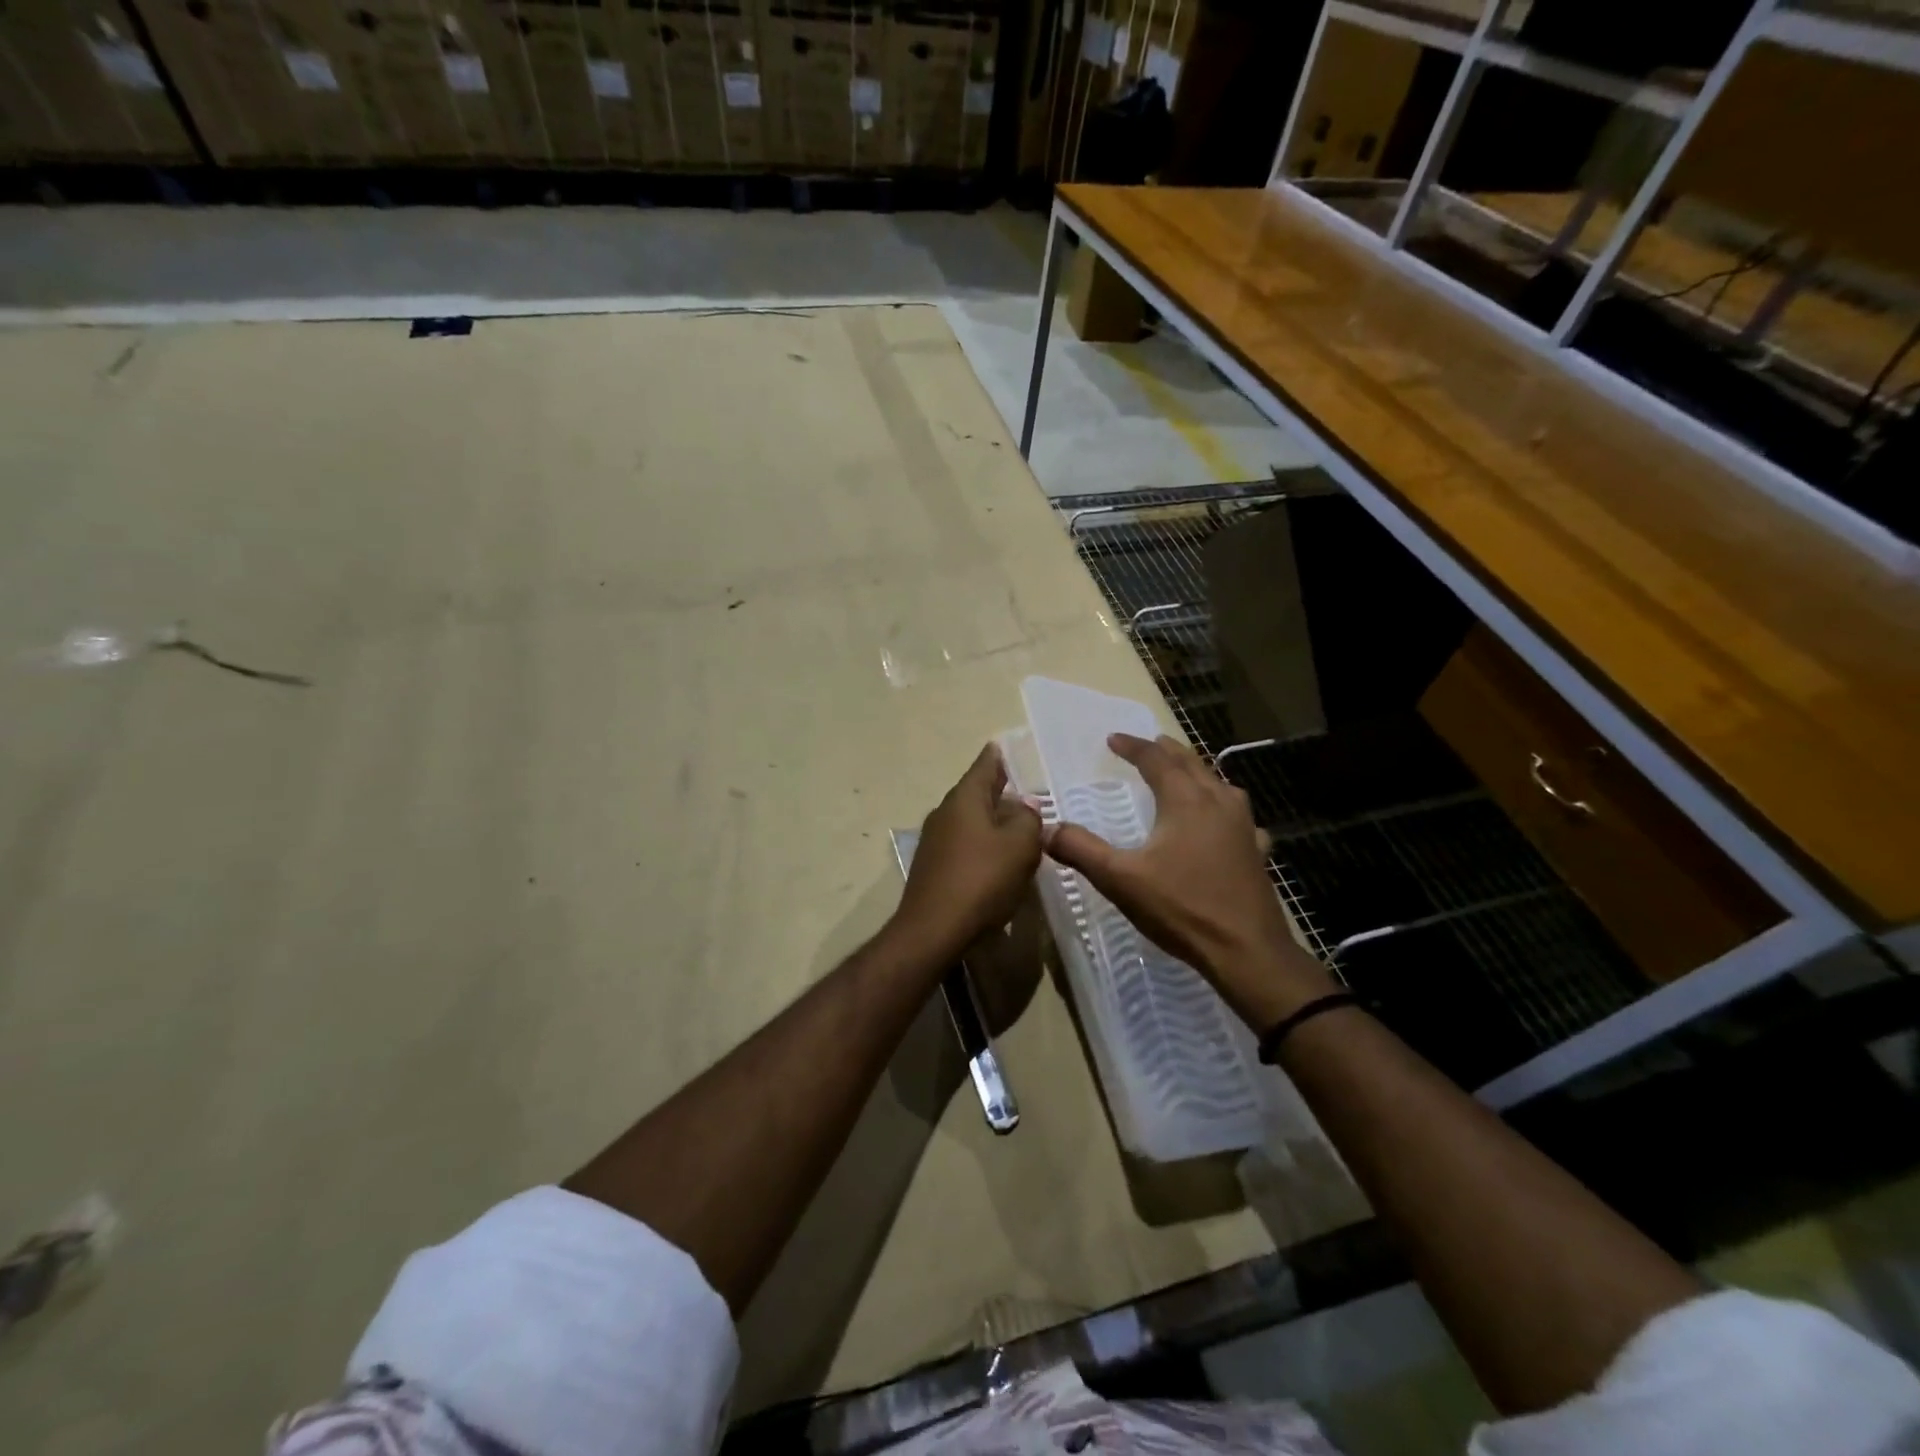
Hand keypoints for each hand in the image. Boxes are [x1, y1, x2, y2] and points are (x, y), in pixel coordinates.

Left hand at [894, 744, 1042, 964]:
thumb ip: (1028, 819)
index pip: (984, 766)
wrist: (933, 931)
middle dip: (999, 792)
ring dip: (993, 822)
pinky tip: (999, 862)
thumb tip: (1024, 807)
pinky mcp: (934, 868)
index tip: (1003, 745)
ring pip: (970, 822)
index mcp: (964, 799)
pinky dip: (983, 846)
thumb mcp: (1020, 845)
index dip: (997, 756)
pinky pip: (964, 846)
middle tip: (1025, 791)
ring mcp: (935, 842)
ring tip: (1019, 828)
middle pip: (976, 794)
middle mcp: (944, 813)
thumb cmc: (982, 879)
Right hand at [1044, 733, 1336, 1027]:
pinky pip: (1239, 816)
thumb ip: (1081, 850)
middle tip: (1148, 743)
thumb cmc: (1182, 908)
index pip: (1155, 759)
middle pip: (1191, 763)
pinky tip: (1225, 824)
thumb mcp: (1120, 879)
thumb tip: (1045, 828)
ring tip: (1183, 772)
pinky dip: (1224, 808)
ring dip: (1196, 772)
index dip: (1132, 746)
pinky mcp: (1257, 851)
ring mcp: (1244, 826)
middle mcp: (1218, 802)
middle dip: (1166, 751)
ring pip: (1219, 784)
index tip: (1112, 739)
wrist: (1246, 951)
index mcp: (1185, 800)